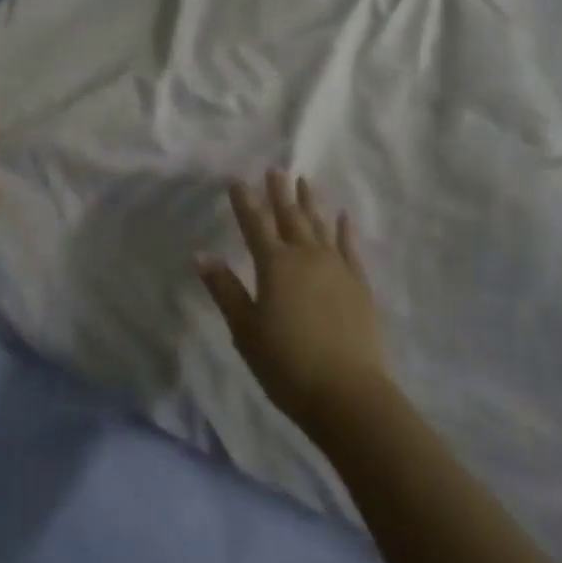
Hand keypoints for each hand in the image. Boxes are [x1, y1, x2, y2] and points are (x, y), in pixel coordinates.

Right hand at [199, 171, 392, 435]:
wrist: (349, 393)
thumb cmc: (287, 365)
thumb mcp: (246, 330)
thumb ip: (225, 290)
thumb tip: (202, 254)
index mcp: (275, 265)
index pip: (255, 224)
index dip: (245, 202)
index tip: (238, 180)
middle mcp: (306, 256)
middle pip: (290, 216)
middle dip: (279, 192)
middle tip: (275, 169)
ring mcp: (337, 267)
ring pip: (320, 225)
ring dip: (310, 202)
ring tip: (305, 181)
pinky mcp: (359, 284)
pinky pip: (350, 246)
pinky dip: (345, 229)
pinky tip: (343, 216)